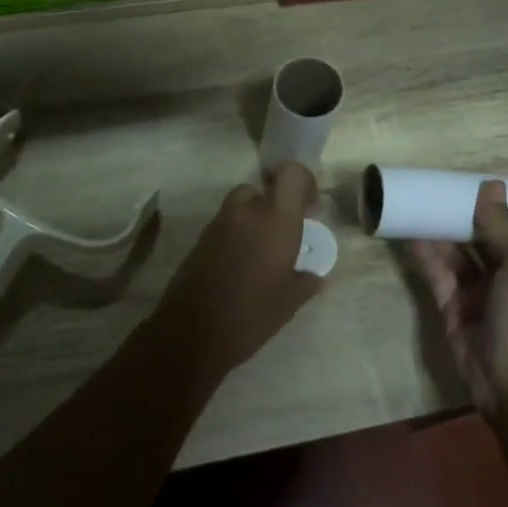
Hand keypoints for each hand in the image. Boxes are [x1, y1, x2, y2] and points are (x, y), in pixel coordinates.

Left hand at [156, 162, 322, 376]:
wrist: (192, 332)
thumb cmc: (252, 314)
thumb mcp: (290, 302)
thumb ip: (306, 281)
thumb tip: (315, 276)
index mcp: (276, 220)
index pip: (291, 174)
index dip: (303, 181)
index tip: (309, 205)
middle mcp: (247, 212)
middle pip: (262, 188)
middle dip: (273, 204)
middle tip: (283, 233)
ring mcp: (218, 223)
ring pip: (240, 205)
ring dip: (252, 219)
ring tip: (261, 252)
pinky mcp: (200, 239)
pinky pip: (224, 225)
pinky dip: (235, 234)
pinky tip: (240, 265)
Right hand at [408, 182, 507, 415]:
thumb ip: (501, 226)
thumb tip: (490, 184)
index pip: (506, 221)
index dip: (488, 201)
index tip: (463, 178)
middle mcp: (501, 268)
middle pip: (474, 233)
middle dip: (454, 212)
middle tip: (428, 186)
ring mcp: (474, 287)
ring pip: (451, 251)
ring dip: (434, 229)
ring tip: (411, 203)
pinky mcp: (450, 304)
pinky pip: (435, 271)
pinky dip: (422, 253)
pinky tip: (407, 233)